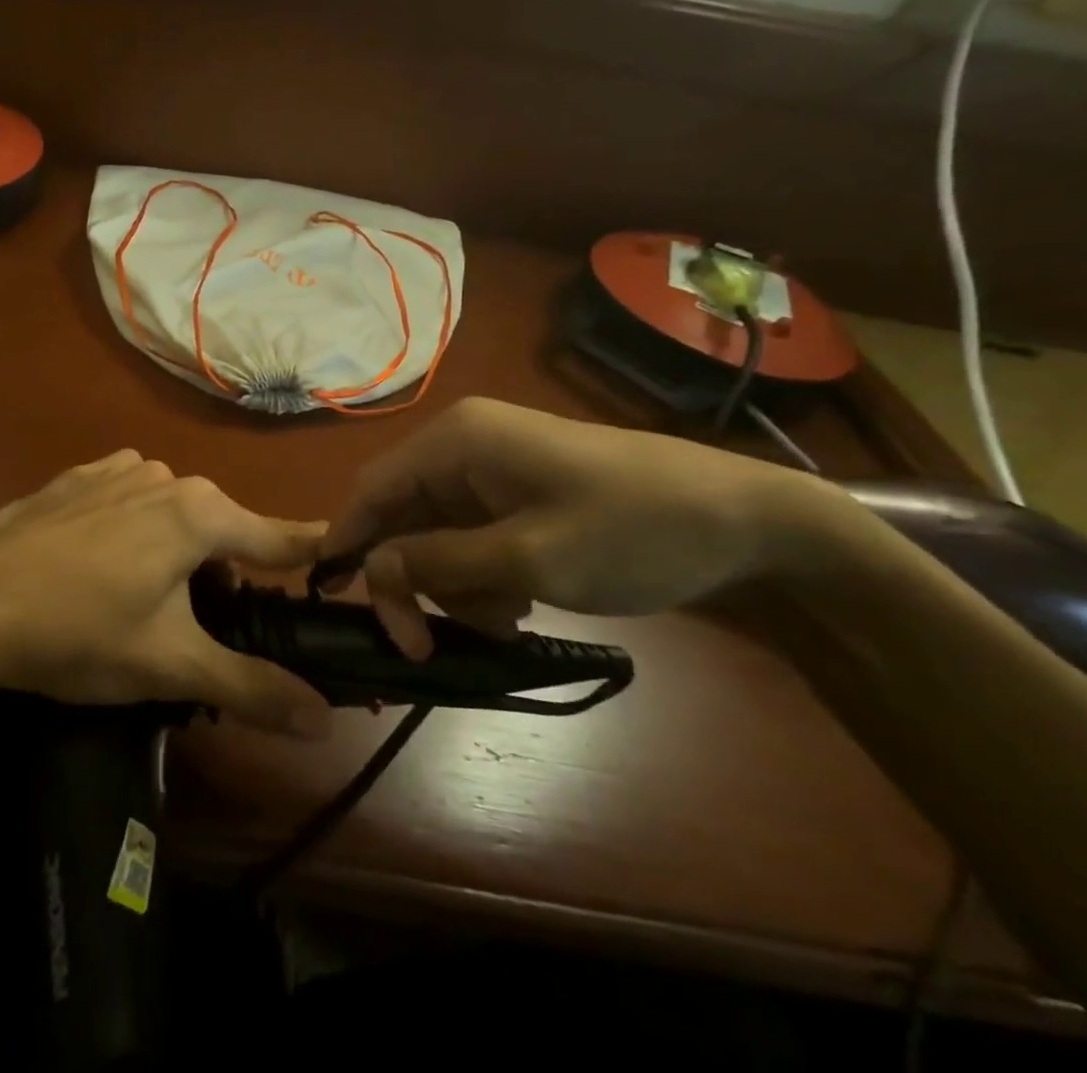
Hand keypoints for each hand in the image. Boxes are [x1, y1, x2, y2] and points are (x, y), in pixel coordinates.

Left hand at [0, 451, 333, 736]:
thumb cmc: (80, 632)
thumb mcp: (170, 666)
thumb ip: (252, 686)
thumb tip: (322, 717)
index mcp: (200, 513)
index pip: (280, 536)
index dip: (314, 555)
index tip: (345, 563)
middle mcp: (165, 476)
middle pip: (220, 530)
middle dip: (224, 576)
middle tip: (200, 630)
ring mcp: (114, 470)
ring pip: (171, 515)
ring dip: (175, 555)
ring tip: (140, 607)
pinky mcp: (75, 478)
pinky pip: (125, 502)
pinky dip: (132, 532)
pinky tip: (97, 569)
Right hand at [319, 398, 838, 657]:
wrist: (749, 524)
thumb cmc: (633, 530)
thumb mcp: (529, 557)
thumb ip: (440, 563)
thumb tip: (371, 569)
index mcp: (456, 441)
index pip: (373, 489)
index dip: (348, 541)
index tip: (337, 601)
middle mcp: (463, 447)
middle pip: (402, 517)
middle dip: (413, 579)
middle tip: (426, 645)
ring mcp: (492, 470)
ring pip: (436, 535)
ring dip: (453, 585)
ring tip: (501, 621)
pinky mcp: (518, 495)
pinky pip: (471, 538)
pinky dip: (481, 577)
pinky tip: (517, 605)